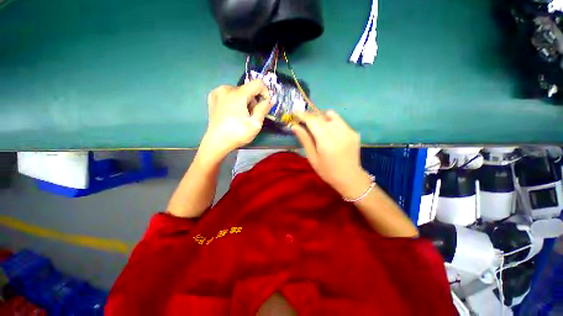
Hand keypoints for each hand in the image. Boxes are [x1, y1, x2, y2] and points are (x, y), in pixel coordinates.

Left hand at [202, 80, 271, 156]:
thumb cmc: (237, 134)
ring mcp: (218, 92)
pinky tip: (232, 112)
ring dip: (244, 101)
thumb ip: (263, 109)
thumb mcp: (255, 124)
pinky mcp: (213, 97)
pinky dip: (235, 101)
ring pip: (239, 92)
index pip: (258, 83)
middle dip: (253, 101)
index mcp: (238, 94)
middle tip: (251, 116)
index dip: (265, 93)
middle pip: (248, 89)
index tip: (264, 105)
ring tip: (242, 116)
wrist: (217, 142)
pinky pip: (229, 94)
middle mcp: (227, 89)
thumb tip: (269, 100)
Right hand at [291, 110, 371, 198]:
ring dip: (321, 118)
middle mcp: (339, 134)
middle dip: (311, 116)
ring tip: (317, 126)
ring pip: (332, 116)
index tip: (295, 112)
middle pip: (322, 117)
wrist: (350, 178)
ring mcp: (349, 132)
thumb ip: (305, 140)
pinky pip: (340, 121)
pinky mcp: (354, 133)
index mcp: (327, 142)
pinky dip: (331, 122)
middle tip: (303, 120)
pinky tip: (329, 132)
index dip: (303, 115)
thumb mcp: (312, 158)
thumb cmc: (327, 171)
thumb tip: (295, 126)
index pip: (313, 122)